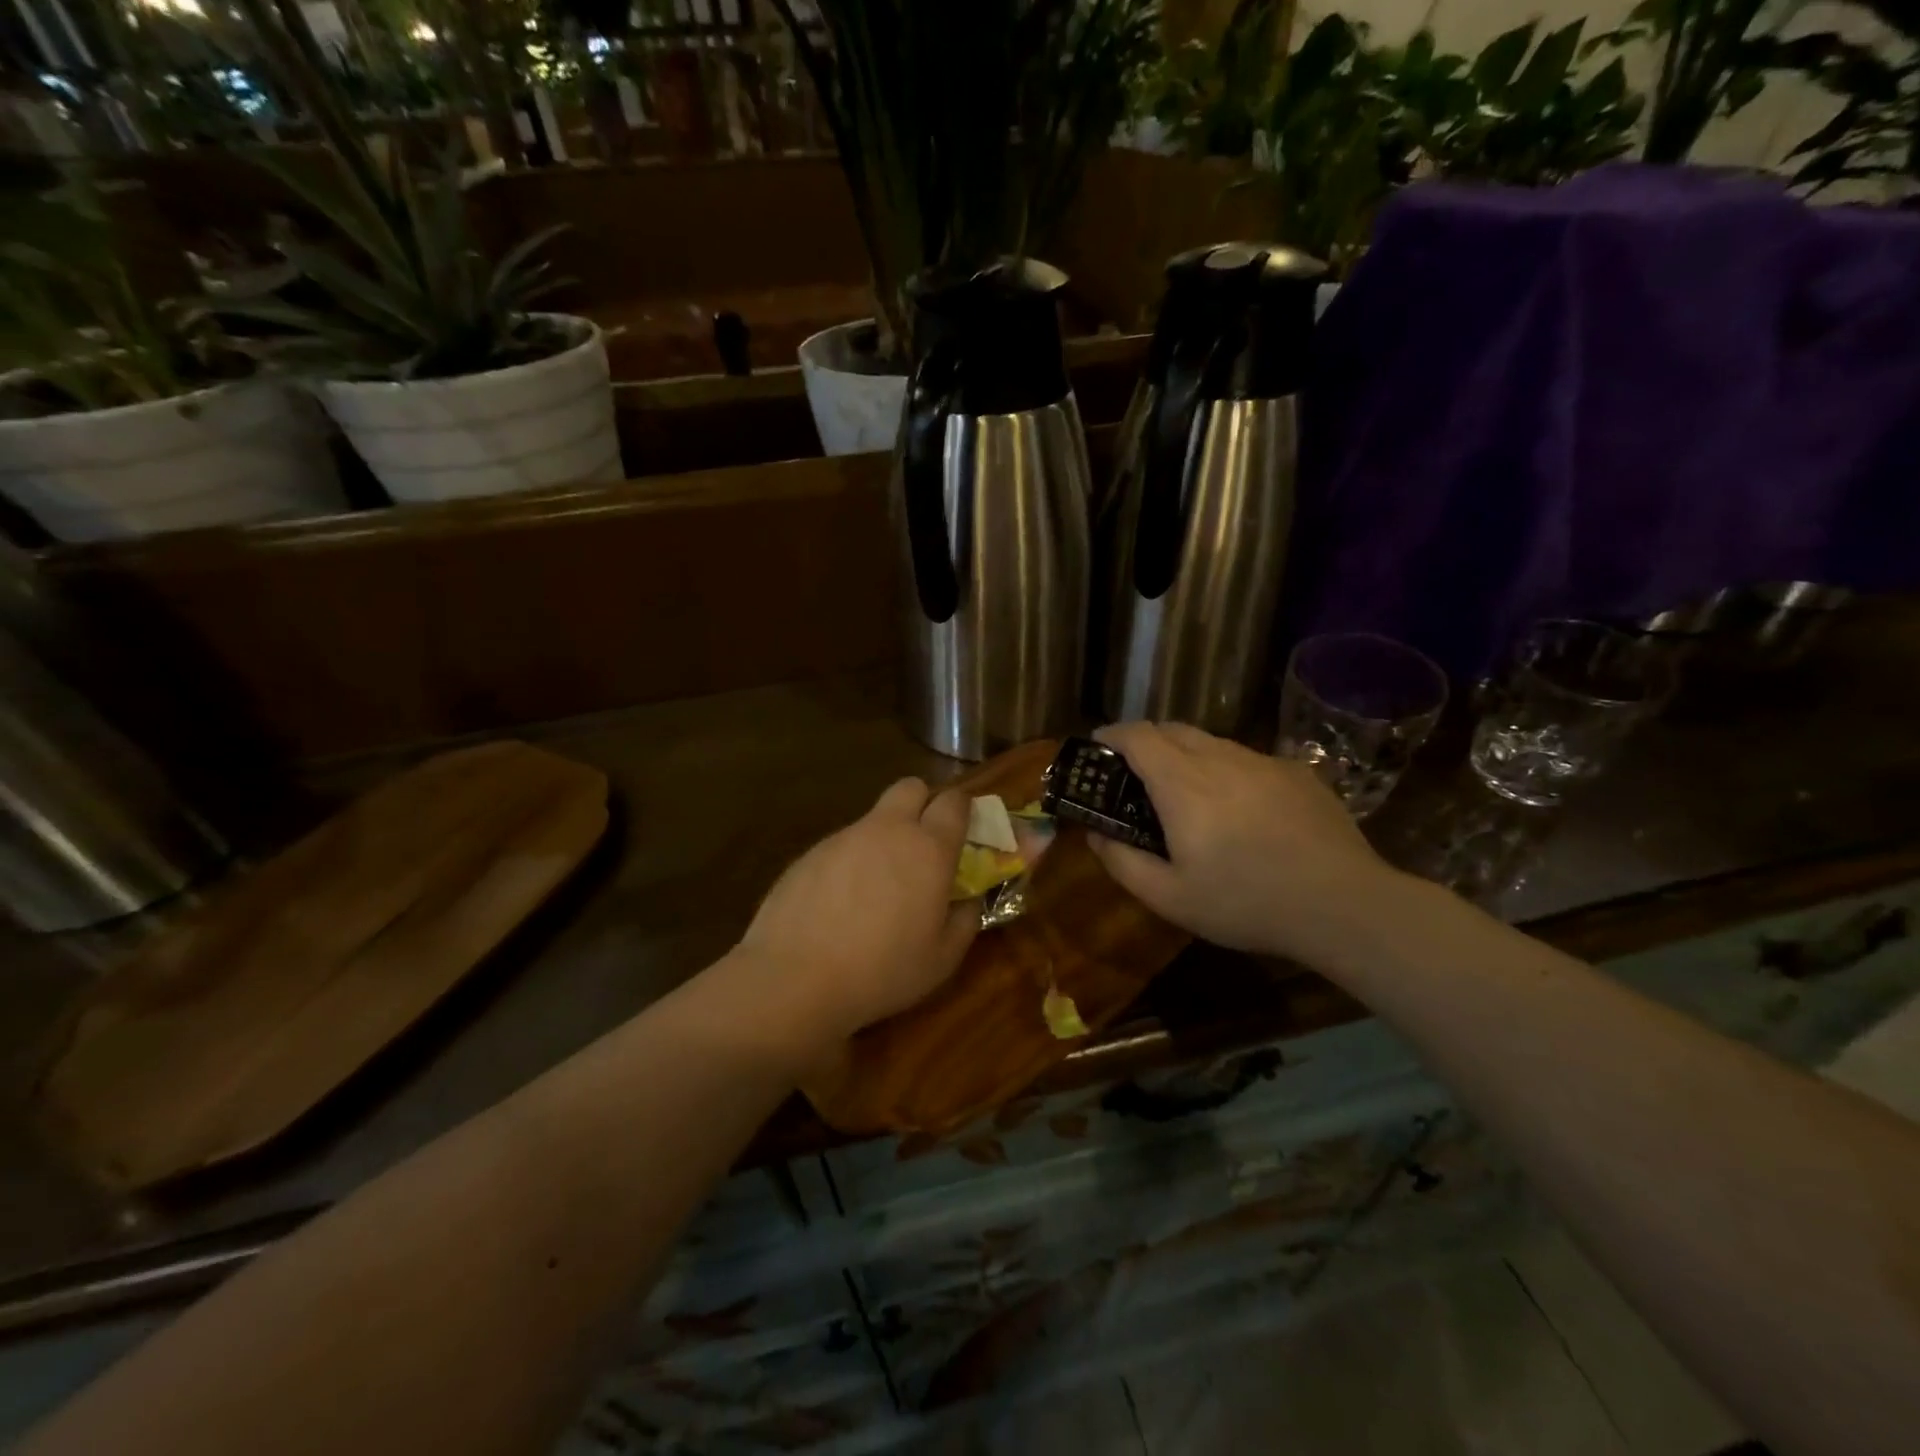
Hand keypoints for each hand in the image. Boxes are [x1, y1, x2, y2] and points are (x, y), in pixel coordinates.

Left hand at [731, 777, 977, 1055]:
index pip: (954, 802)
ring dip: (884, 838)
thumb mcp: (942, 959)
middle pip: (911, 787)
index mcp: (929, 849)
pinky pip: (842, 845)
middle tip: (923, 844)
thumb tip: (968, 899)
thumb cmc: (882, 970)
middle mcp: (888, 830)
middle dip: (923, 803)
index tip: (964, 831)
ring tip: (876, 889)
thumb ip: (965, 920)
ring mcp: (844, 837)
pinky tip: (839, 905)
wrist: (795, 978)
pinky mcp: (810, 852)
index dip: (962, 809)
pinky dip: (850, 862)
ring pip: (874, 819)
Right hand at [1088, 722, 1399, 965]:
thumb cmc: (1246, 902)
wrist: (1342, 904)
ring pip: (1212, 742)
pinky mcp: (1297, 773)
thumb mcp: (1169, 897)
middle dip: (1145, 741)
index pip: (1137, 735)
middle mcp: (1220, 758)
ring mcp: (1263, 761)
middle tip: (1136, 774)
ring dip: (1187, 754)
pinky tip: (1240, 809)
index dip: (1111, 735)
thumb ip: (1122, 861)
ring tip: (1187, 793)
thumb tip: (1096, 834)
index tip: (1098, 747)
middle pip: (1172, 729)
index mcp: (1182, 783)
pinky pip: (1248, 759)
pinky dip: (1227, 770)